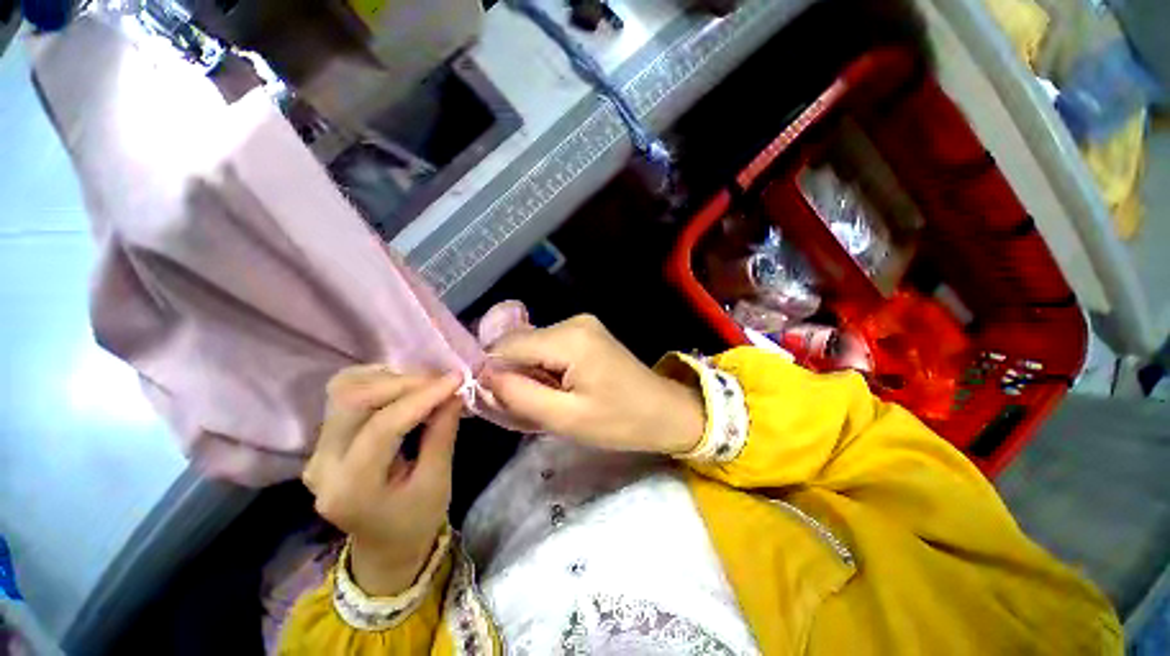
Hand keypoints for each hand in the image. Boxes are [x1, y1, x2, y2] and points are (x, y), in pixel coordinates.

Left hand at [302, 367, 462, 595]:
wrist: (384, 546)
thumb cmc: (416, 520)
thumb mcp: (437, 481)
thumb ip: (442, 433)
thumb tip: (454, 392)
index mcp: (351, 488)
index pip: (382, 426)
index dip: (421, 397)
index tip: (456, 379)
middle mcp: (322, 465)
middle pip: (354, 400)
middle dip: (404, 383)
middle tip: (442, 380)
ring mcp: (316, 451)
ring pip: (346, 391)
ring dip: (390, 379)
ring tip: (426, 384)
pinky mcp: (323, 440)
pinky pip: (345, 395)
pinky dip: (377, 382)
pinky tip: (403, 389)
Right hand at [480, 314, 704, 454]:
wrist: (664, 411)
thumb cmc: (620, 421)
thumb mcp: (566, 418)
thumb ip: (520, 396)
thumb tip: (483, 377)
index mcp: (569, 339)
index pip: (507, 345)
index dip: (491, 371)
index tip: (493, 400)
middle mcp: (572, 322)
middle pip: (519, 343)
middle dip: (511, 373)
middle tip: (521, 407)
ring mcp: (581, 324)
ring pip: (532, 345)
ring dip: (528, 372)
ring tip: (543, 401)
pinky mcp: (586, 333)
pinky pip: (549, 346)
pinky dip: (543, 368)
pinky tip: (556, 388)